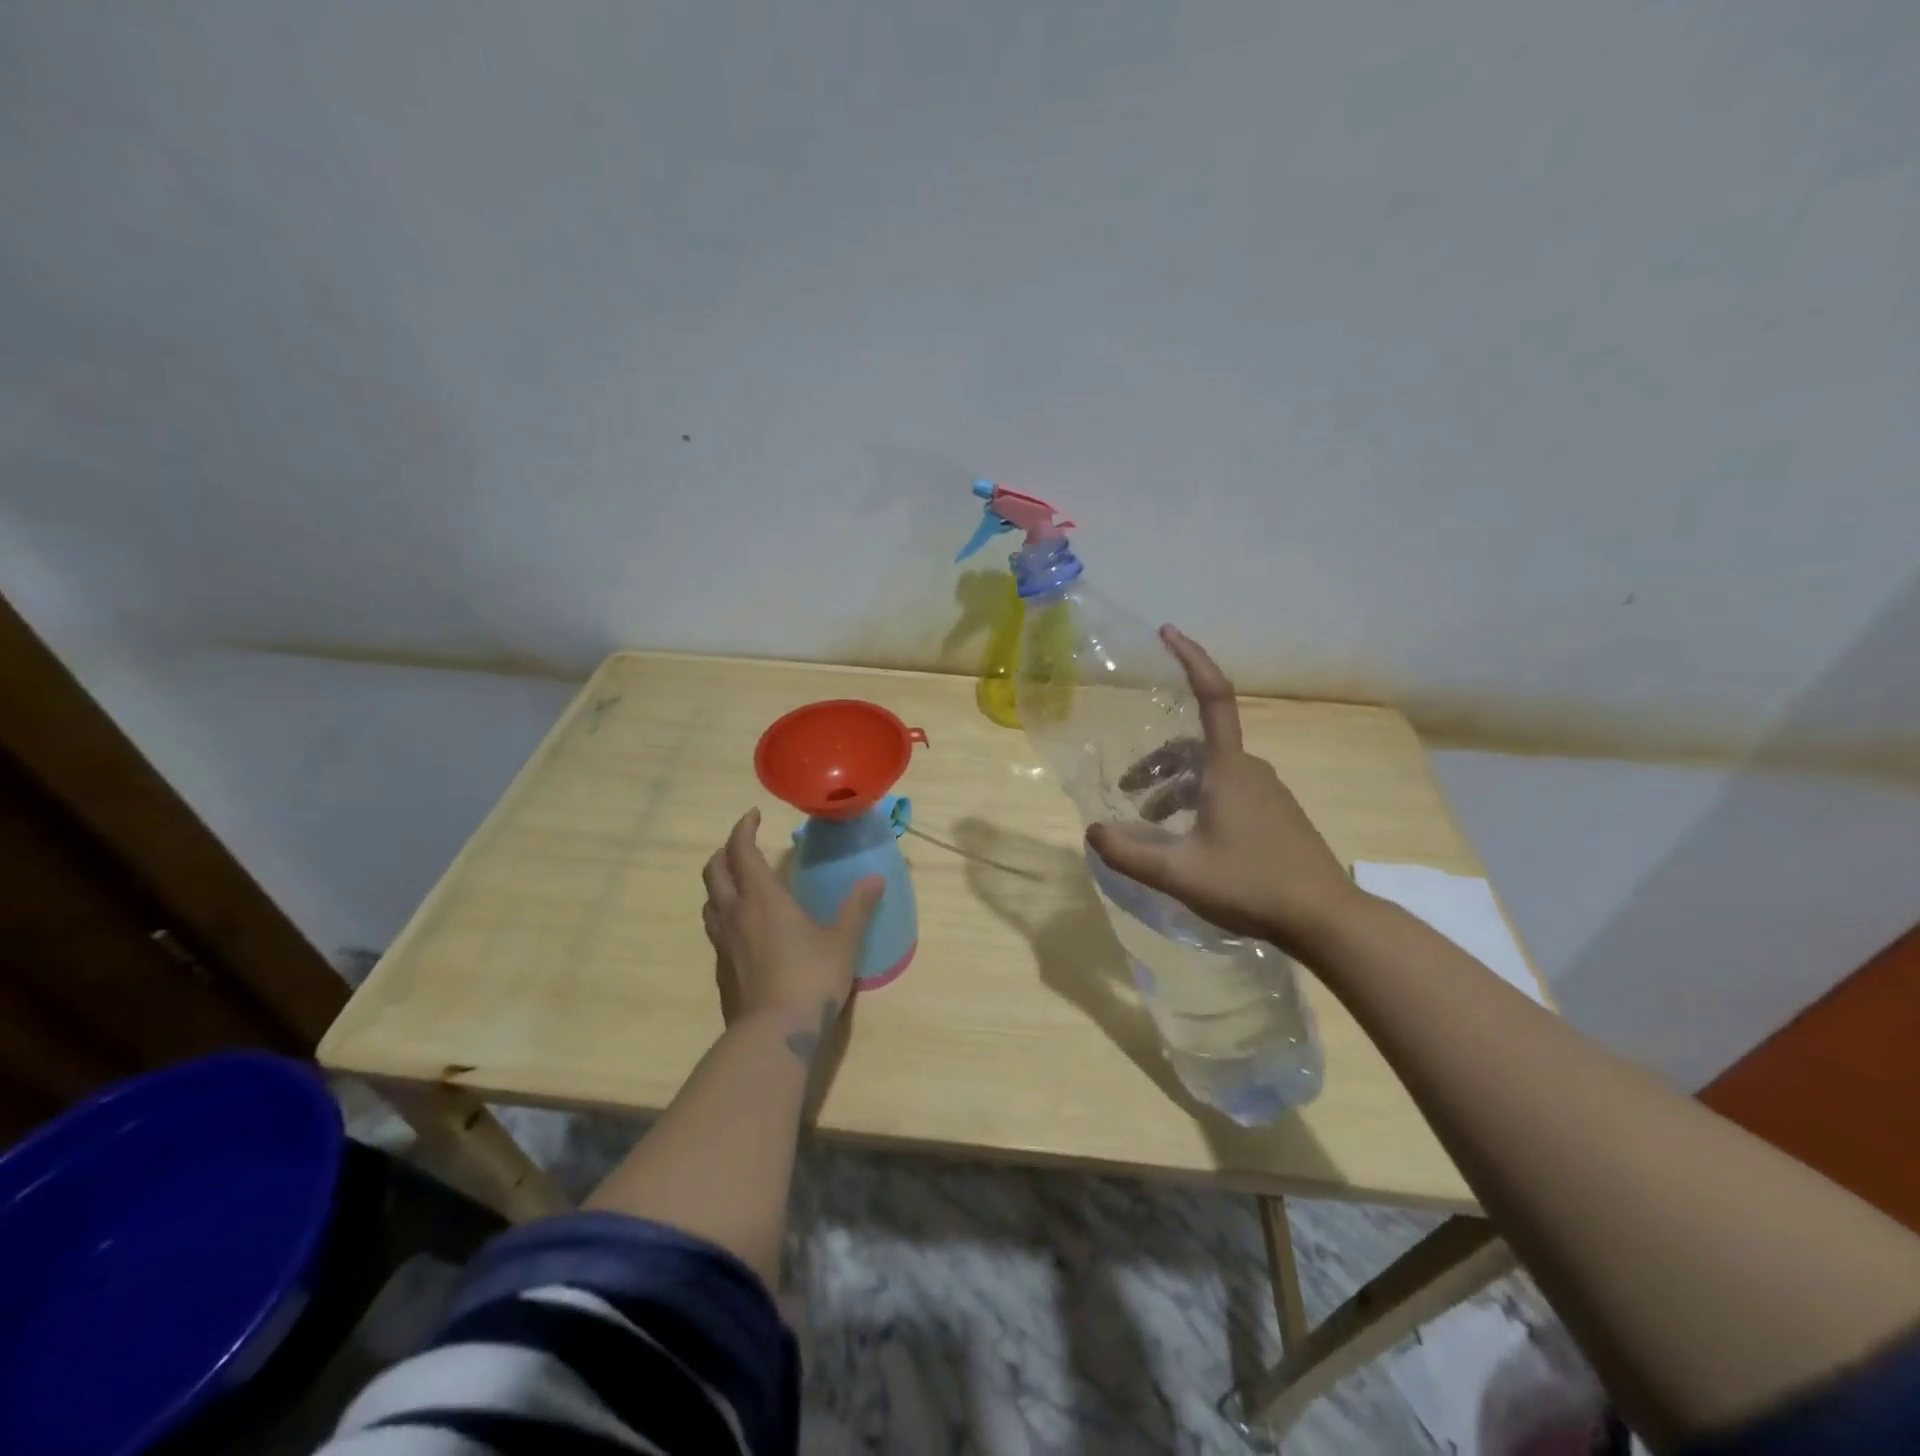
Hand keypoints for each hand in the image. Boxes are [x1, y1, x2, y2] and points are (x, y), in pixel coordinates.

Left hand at [701, 809, 883, 1035]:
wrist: (773, 1034)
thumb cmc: (811, 978)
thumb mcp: (843, 941)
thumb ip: (857, 908)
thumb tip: (876, 880)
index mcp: (762, 897)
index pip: (741, 850)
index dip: (743, 828)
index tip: (753, 815)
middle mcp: (735, 912)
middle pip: (715, 871)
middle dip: (726, 851)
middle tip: (745, 845)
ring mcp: (723, 942)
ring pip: (710, 900)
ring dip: (721, 883)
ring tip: (742, 883)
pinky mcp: (721, 968)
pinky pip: (716, 928)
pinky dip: (725, 914)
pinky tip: (746, 927)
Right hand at [1086, 627, 1364, 954]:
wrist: (1327, 919)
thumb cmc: (1251, 885)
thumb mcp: (1179, 874)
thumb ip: (1128, 854)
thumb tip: (1093, 832)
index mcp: (1228, 768)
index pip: (1212, 696)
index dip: (1191, 659)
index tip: (1167, 631)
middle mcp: (1250, 769)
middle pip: (1195, 746)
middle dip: (1157, 764)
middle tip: (1127, 792)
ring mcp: (1268, 792)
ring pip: (1210, 772)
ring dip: (1175, 788)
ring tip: (1150, 823)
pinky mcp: (1277, 815)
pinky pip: (1228, 791)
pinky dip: (1198, 801)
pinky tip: (1188, 839)